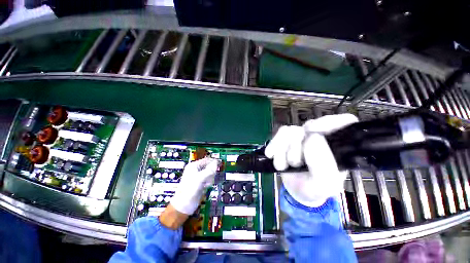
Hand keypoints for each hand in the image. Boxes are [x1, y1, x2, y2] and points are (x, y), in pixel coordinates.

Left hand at [170, 157, 218, 214]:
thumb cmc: (189, 190)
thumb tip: (216, 163)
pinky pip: (209, 179)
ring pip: (210, 173)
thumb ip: (209, 170)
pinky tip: (205, 187)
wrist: (184, 205)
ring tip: (205, 184)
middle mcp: (196, 170)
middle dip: (211, 173)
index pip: (206, 160)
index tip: (220, 163)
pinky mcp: (201, 182)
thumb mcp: (200, 178)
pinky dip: (209, 183)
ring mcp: (199, 176)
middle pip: (209, 167)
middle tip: (208, 179)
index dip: (213, 161)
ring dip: (210, 179)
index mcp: (193, 166)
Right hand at [265, 114, 357, 206]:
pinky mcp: (288, 138)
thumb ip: (323, 164)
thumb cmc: (314, 189)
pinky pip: (279, 133)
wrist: (295, 192)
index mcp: (338, 147)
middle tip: (294, 163)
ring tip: (281, 165)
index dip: (329, 122)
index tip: (311, 132)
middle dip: (296, 146)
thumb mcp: (324, 184)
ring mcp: (303, 137)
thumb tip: (312, 137)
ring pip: (291, 130)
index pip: (344, 122)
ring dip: (282, 149)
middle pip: (309, 126)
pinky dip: (274, 144)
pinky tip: (271, 155)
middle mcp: (321, 138)